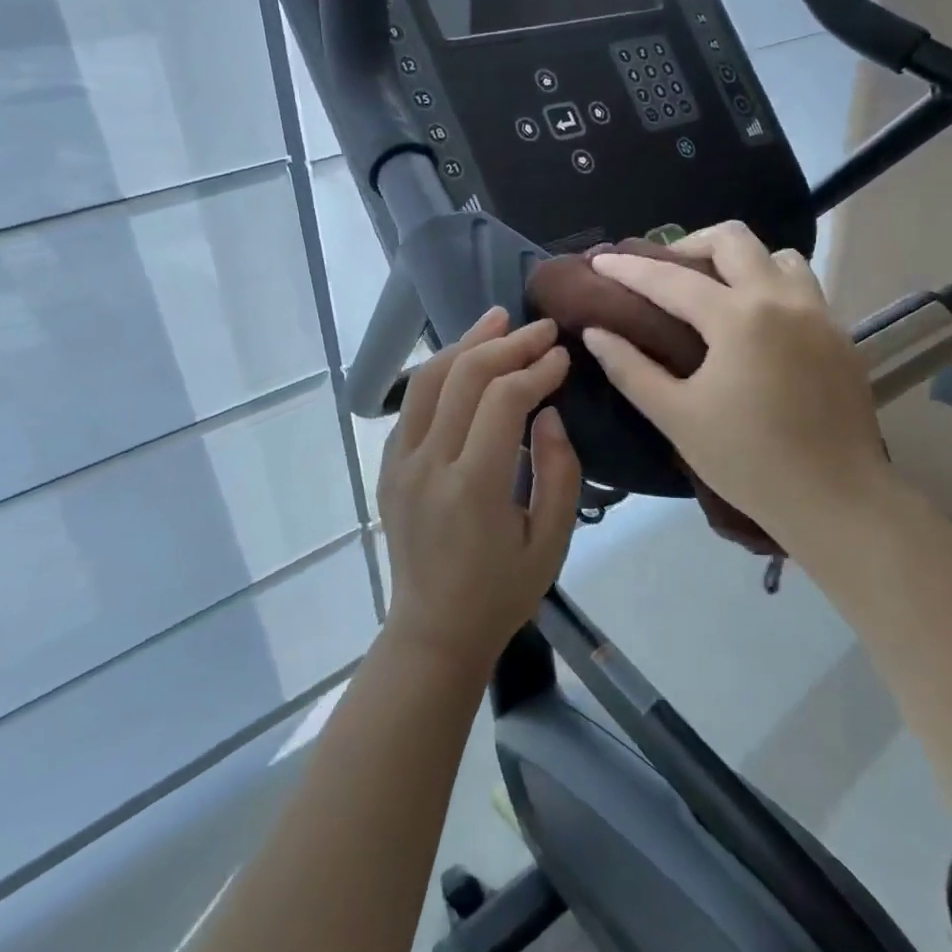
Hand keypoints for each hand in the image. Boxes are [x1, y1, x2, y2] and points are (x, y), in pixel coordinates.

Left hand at [377, 308, 581, 674]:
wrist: (434, 631)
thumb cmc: (501, 593)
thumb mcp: (552, 541)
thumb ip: (559, 471)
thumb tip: (549, 411)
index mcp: (473, 488)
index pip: (503, 401)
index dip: (537, 369)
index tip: (563, 357)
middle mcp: (427, 465)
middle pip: (464, 377)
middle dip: (508, 344)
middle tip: (543, 329)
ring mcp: (399, 462)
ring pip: (429, 380)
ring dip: (467, 343)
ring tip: (499, 319)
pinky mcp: (388, 465)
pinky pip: (413, 402)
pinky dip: (442, 371)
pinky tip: (466, 358)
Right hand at [580, 222, 895, 550]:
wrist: (836, 500)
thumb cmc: (747, 461)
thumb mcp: (676, 417)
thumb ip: (630, 368)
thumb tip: (596, 332)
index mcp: (738, 318)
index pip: (671, 278)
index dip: (629, 268)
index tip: (600, 260)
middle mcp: (782, 299)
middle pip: (733, 239)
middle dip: (689, 244)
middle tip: (663, 273)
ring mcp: (818, 313)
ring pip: (776, 256)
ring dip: (739, 262)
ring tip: (714, 293)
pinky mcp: (839, 334)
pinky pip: (801, 286)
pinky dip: (769, 286)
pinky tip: (754, 325)